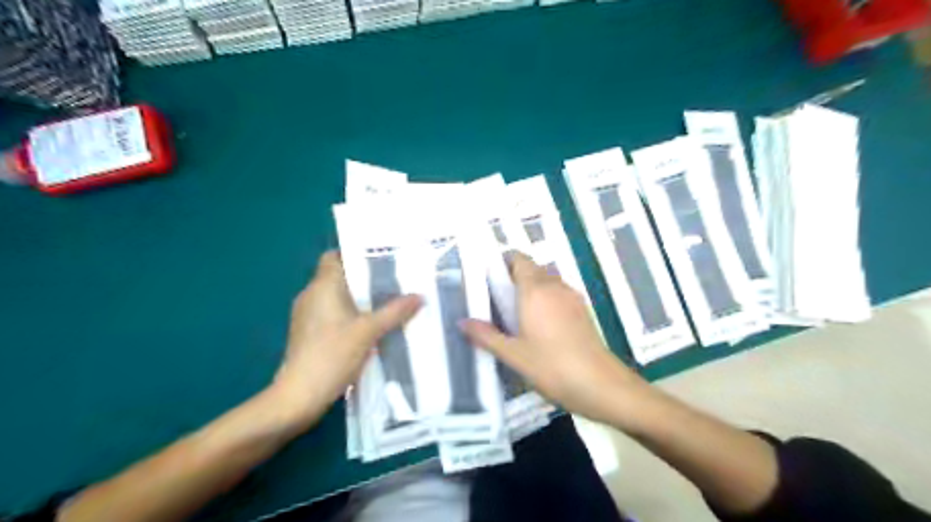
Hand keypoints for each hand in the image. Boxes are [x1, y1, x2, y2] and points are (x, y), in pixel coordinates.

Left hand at [271, 250, 420, 425]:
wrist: (299, 396)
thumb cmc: (333, 354)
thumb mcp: (369, 331)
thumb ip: (395, 312)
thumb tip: (420, 296)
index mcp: (322, 286)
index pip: (333, 256)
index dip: (354, 254)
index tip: (380, 259)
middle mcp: (311, 295)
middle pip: (338, 276)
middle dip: (364, 278)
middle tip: (393, 280)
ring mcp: (307, 315)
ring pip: (335, 296)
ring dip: (358, 298)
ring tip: (386, 301)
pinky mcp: (308, 333)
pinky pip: (331, 313)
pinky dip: (349, 314)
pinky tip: (369, 325)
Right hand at [460, 253, 649, 423]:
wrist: (601, 385)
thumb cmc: (552, 366)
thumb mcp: (513, 354)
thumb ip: (486, 336)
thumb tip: (462, 322)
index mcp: (535, 290)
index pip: (518, 258)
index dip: (502, 263)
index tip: (489, 280)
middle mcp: (554, 286)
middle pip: (532, 268)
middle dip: (513, 277)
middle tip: (497, 301)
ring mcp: (571, 297)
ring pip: (547, 280)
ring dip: (531, 288)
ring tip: (516, 314)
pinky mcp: (582, 310)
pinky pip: (558, 293)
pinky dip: (546, 298)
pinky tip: (539, 325)